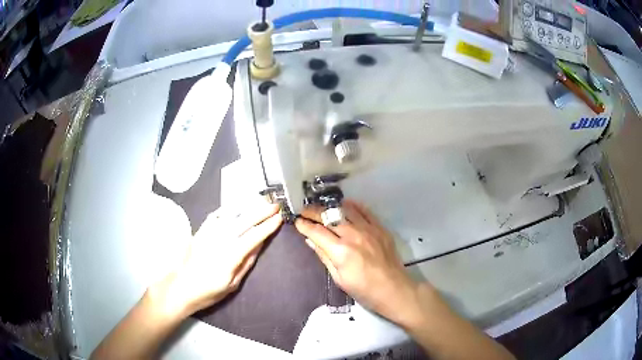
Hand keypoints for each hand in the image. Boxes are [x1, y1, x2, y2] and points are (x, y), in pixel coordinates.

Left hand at [153, 200, 282, 316]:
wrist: (181, 287)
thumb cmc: (209, 291)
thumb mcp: (233, 284)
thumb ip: (246, 263)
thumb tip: (259, 245)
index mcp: (230, 257)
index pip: (253, 237)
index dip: (267, 227)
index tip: (278, 218)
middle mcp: (219, 241)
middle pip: (243, 222)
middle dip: (261, 212)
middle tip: (274, 205)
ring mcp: (208, 234)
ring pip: (230, 215)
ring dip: (247, 206)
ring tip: (259, 201)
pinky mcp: (200, 231)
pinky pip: (215, 216)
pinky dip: (227, 209)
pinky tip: (235, 205)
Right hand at [295, 200, 430, 326]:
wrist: (393, 289)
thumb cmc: (363, 290)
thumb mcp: (338, 278)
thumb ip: (324, 256)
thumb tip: (310, 240)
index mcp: (341, 251)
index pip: (317, 232)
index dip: (304, 225)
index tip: (296, 221)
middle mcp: (353, 235)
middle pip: (329, 217)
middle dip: (313, 212)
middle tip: (304, 211)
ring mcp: (368, 229)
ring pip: (345, 210)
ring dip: (331, 207)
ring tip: (322, 208)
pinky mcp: (380, 228)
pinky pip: (365, 211)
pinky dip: (353, 206)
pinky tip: (345, 205)